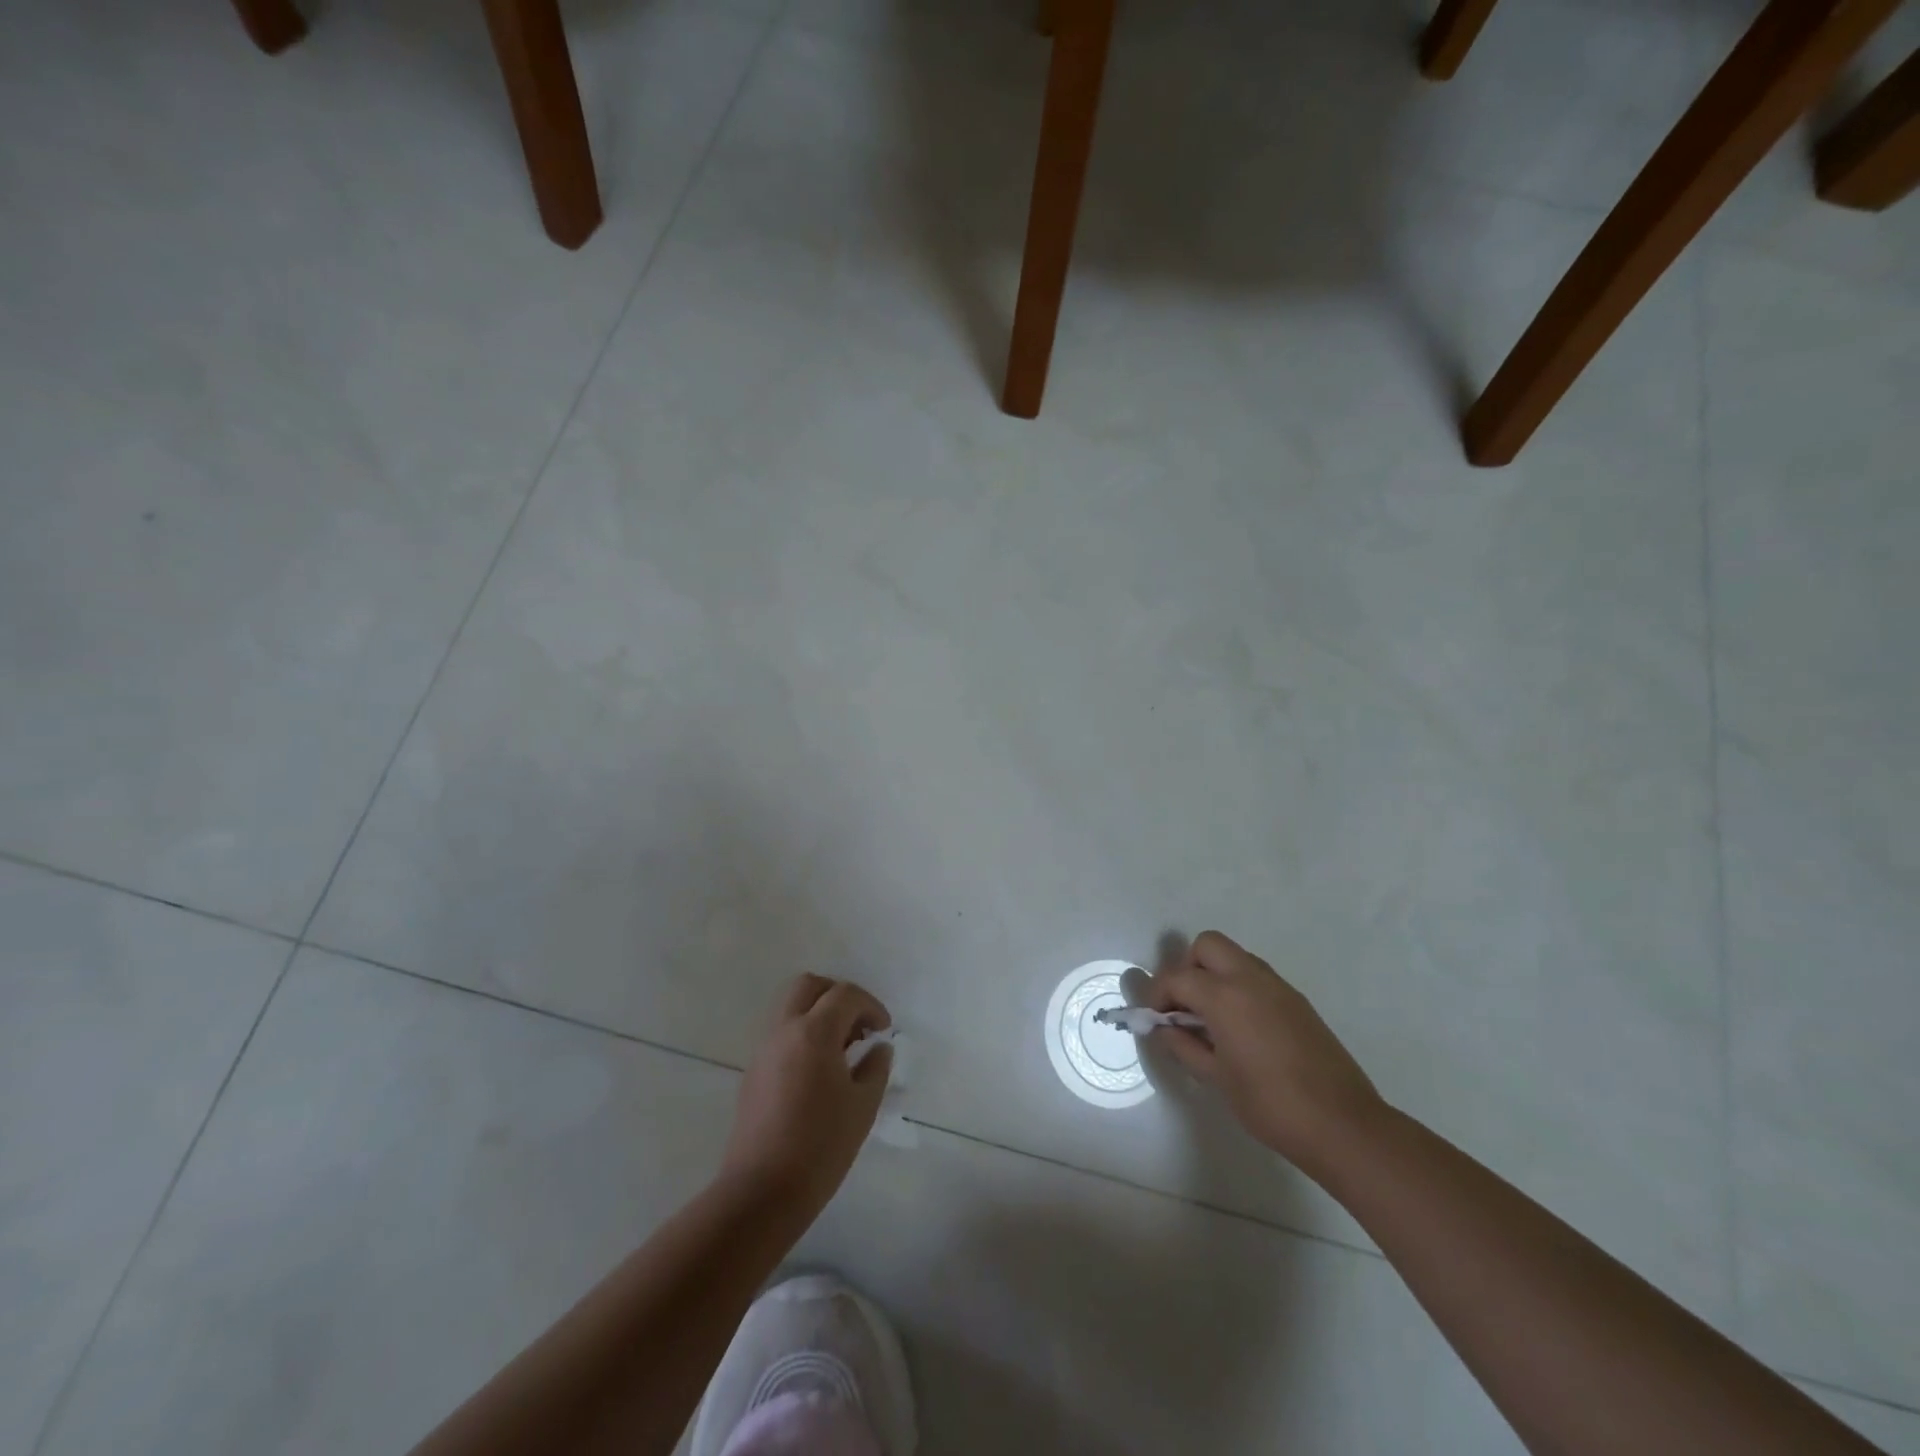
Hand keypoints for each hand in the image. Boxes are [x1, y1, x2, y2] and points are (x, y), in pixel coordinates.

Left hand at [722, 975, 892, 1217]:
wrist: (762, 1191)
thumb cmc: (821, 1146)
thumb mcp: (863, 1106)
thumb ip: (875, 1068)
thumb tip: (879, 1048)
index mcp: (813, 1033)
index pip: (845, 995)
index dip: (870, 1005)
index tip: (884, 1029)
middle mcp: (784, 1030)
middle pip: (809, 986)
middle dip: (838, 995)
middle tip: (859, 1025)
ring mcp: (764, 1050)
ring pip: (791, 1007)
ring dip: (818, 1013)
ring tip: (842, 1048)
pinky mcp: (754, 1071)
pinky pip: (781, 1033)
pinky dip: (803, 1033)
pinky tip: (820, 1069)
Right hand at [1146, 931, 1384, 1175]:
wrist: (1343, 1125)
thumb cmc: (1270, 1104)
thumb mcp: (1216, 1078)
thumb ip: (1183, 1045)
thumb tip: (1163, 1028)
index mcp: (1225, 996)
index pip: (1177, 977)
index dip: (1157, 995)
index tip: (1154, 1020)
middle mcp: (1250, 978)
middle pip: (1206, 945)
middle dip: (1187, 968)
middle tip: (1183, 1006)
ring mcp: (1277, 986)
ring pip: (1234, 957)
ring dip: (1214, 975)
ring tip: (1210, 1018)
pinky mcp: (1296, 1000)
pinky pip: (1256, 976)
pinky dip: (1238, 987)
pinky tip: (1241, 1028)